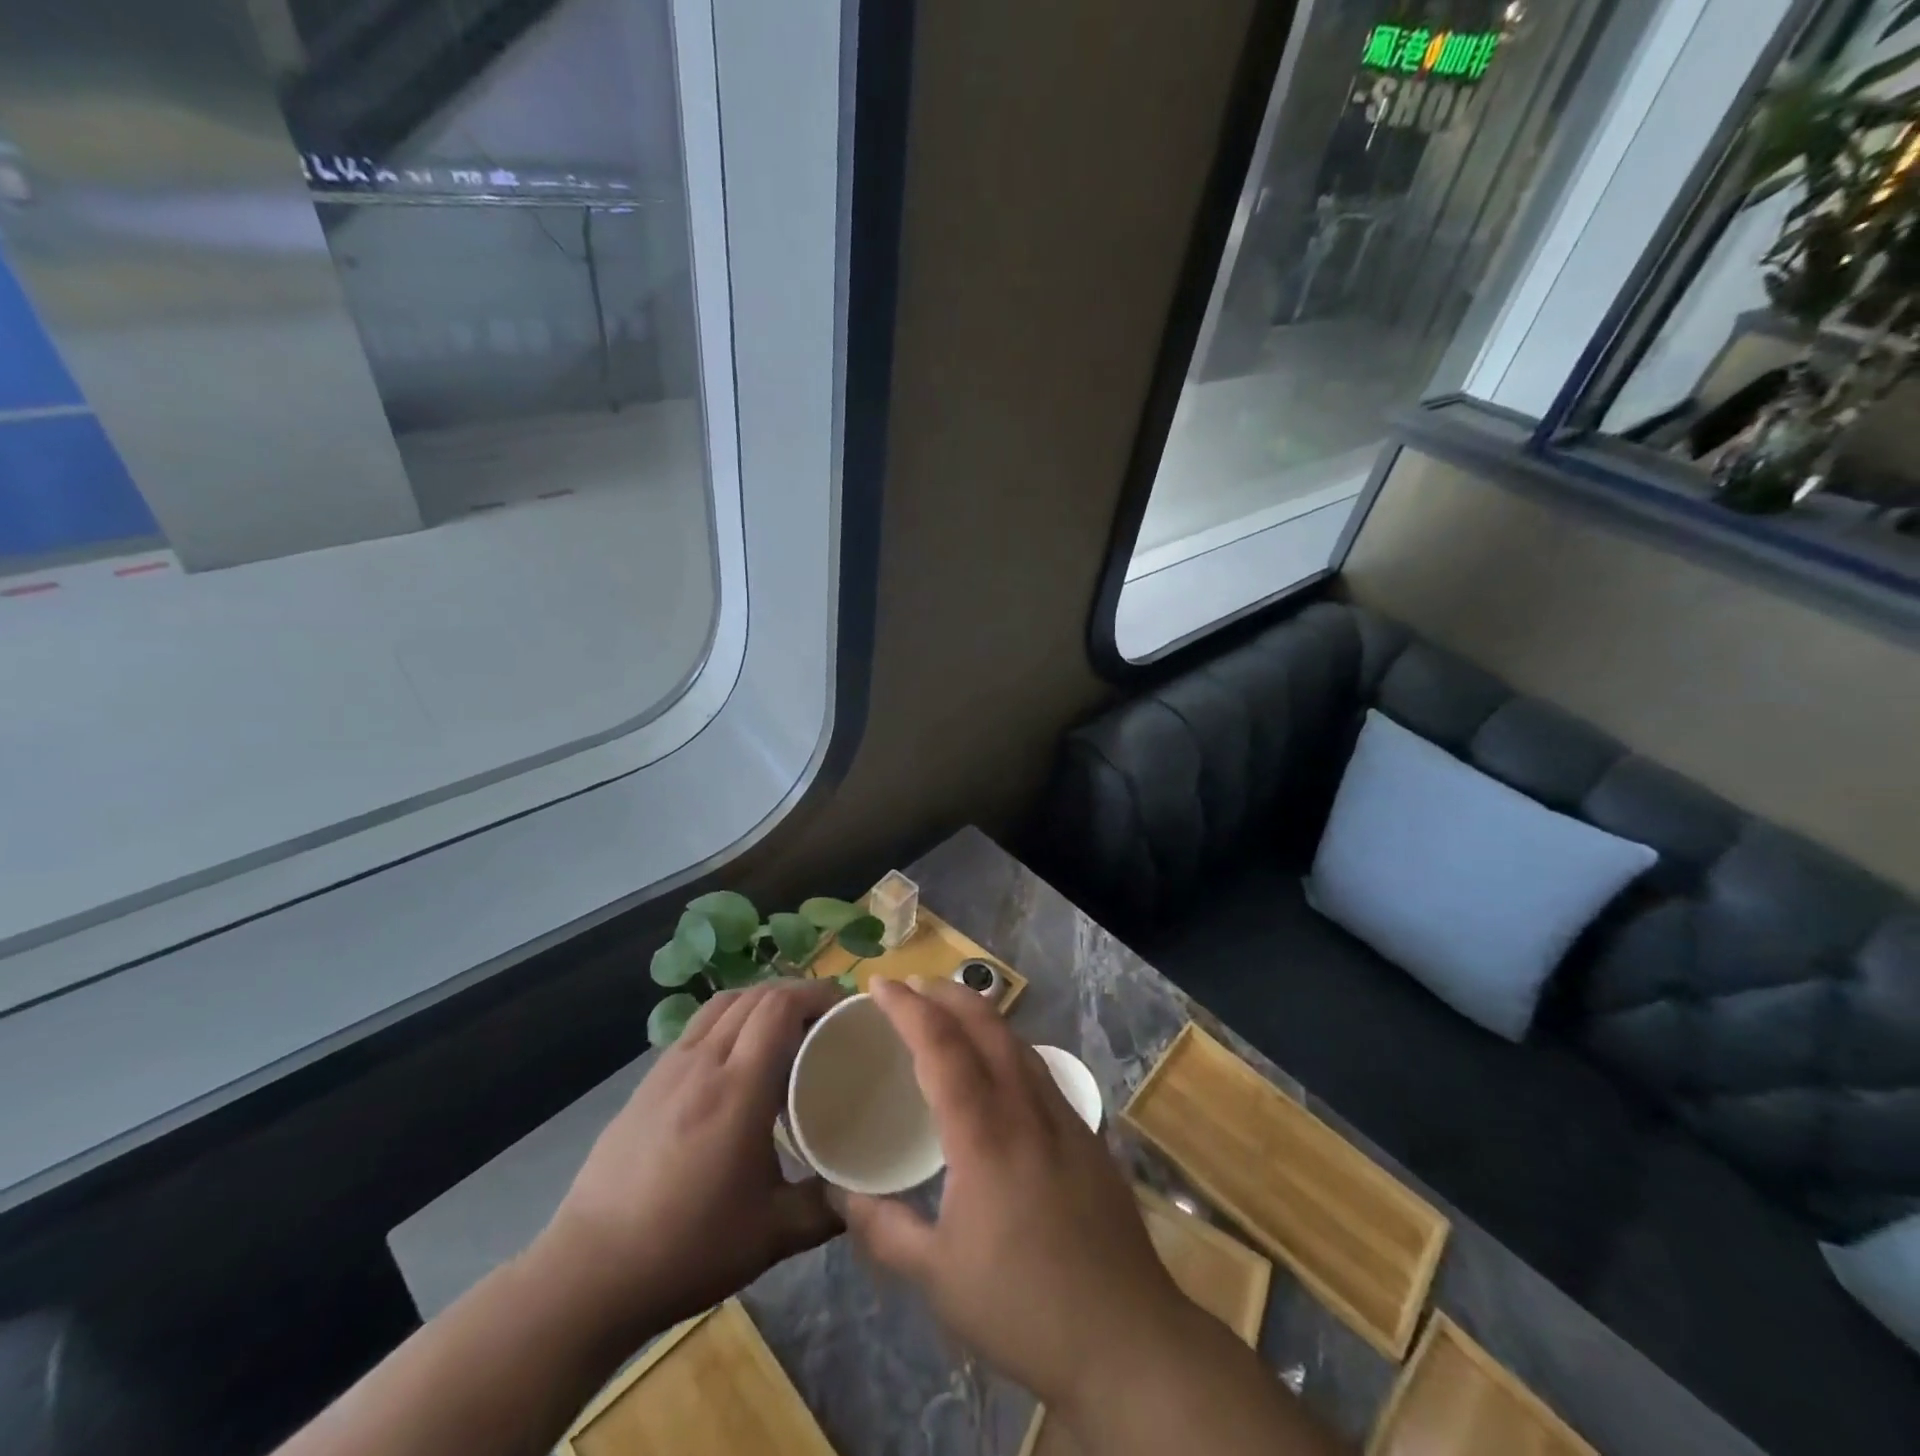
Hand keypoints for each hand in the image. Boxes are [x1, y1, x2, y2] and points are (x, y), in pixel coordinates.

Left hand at [533, 978, 845, 1339]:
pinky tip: (734, 1061)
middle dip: (795, 994)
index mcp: (738, 1088)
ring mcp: (669, 1068)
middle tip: (823, 1022)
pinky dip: (728, 1021)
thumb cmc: (687, 1248)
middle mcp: (703, 1062)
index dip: (815, 994)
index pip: (779, 1006)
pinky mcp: (646, 1083)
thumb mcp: (771, 1235)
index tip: (844, 1009)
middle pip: (754, 996)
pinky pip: (697, 1027)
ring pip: (722, 1004)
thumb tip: (863, 1192)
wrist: (589, 1274)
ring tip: (783, 1031)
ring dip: (759, 1002)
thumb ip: (826, 1208)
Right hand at [839, 978, 1191, 1413]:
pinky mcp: (1086, 1133)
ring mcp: (1063, 1116)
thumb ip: (883, 1230)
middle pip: (986, 1024)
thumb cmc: (1022, 1306)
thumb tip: (839, 1193)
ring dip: (980, 1014)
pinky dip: (1008, 1045)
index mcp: (983, 1134)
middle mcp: (1025, 1108)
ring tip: (950, 1012)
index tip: (880, 984)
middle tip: (912, 985)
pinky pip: (1039, 1068)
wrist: (1126, 1337)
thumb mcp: (937, 1278)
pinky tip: (1000, 1066)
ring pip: (1017, 1041)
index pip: (941, 1046)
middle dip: (947, 993)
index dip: (908, 1008)